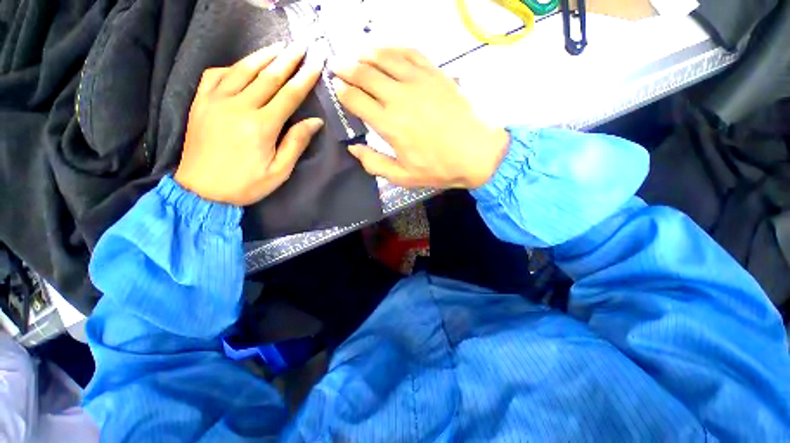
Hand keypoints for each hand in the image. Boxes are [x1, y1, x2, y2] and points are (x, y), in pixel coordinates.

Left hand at [174, 41, 325, 205]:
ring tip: (278, 46)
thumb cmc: (246, 184)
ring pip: (242, 70)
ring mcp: (216, 101)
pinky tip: (243, 65)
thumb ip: (296, 143)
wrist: (201, 191)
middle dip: (287, 60)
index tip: (316, 63)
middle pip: (267, 76)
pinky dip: (232, 66)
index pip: (289, 95)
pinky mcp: (200, 102)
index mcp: (261, 126)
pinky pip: (215, 75)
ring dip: (262, 56)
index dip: (304, 78)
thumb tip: (314, 122)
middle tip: (300, 46)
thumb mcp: (279, 171)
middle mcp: (238, 106)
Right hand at [331, 48, 509, 188]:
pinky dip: (394, 49)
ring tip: (357, 56)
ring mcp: (419, 82)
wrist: (477, 154)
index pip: (356, 99)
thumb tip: (353, 148)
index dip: (341, 92)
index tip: (335, 88)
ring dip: (366, 54)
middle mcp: (400, 97)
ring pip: (385, 58)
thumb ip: (374, 163)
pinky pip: (411, 53)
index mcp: (389, 124)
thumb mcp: (402, 176)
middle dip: (346, 68)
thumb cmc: (438, 168)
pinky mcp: (436, 74)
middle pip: (365, 73)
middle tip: (336, 66)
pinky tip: (387, 50)